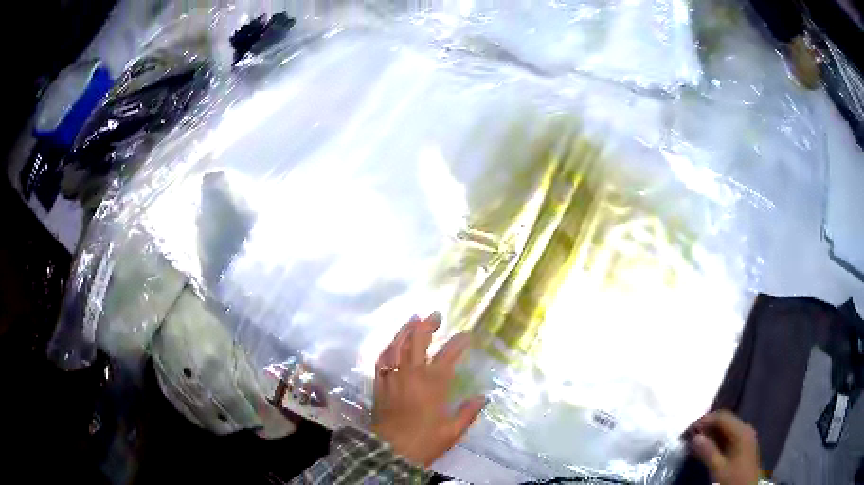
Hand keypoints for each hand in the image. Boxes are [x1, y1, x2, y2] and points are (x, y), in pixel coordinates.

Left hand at [371, 313, 485, 466]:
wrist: (391, 451)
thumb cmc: (425, 441)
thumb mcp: (453, 431)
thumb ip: (468, 412)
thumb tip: (483, 397)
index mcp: (433, 384)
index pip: (448, 356)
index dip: (457, 343)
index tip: (465, 335)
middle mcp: (412, 375)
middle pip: (418, 342)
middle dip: (427, 326)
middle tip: (435, 315)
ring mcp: (393, 378)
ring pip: (397, 346)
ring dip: (405, 330)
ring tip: (413, 319)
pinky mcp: (380, 385)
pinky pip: (381, 360)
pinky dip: (387, 348)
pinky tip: (392, 344)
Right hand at [690, 411, 759, 484]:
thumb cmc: (733, 479)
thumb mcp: (719, 469)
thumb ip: (708, 452)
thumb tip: (695, 437)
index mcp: (741, 431)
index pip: (722, 417)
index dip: (705, 420)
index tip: (688, 430)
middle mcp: (746, 429)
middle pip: (725, 420)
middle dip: (707, 426)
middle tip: (690, 436)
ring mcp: (746, 436)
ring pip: (727, 428)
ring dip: (711, 433)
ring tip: (696, 442)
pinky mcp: (744, 444)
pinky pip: (730, 435)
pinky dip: (718, 439)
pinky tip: (708, 447)